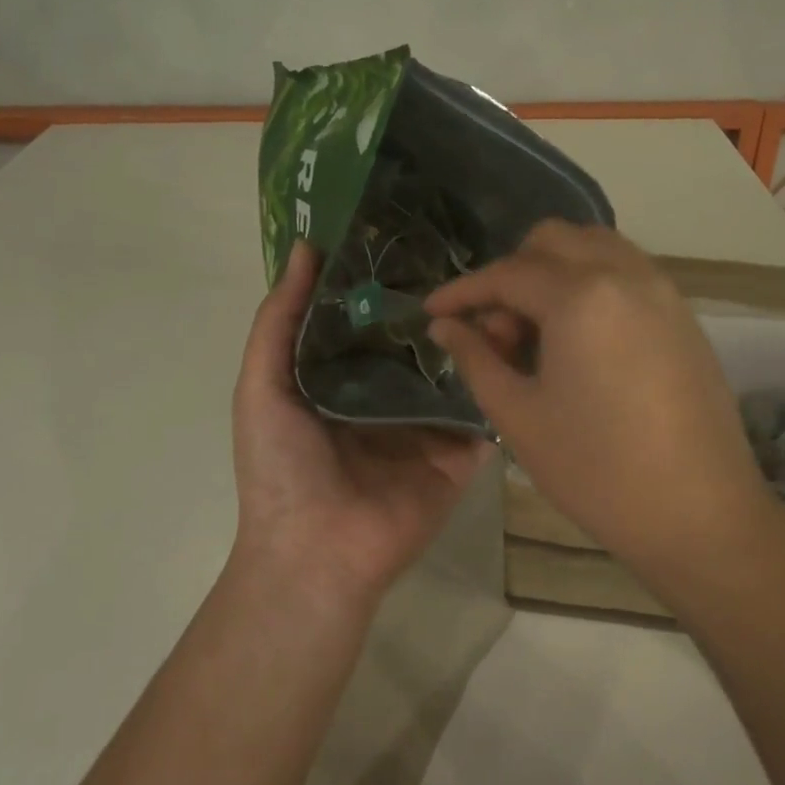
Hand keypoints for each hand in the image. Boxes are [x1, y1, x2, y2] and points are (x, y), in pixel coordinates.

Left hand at [231, 242, 488, 606]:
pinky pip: (485, 411)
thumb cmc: (281, 467)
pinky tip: (522, 335)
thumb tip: (305, 247)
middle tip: (476, 250)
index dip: (391, 280)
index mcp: (343, 379)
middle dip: (443, 303)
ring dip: (480, 332)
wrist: (316, 551)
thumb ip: (280, 319)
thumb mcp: (261, 385)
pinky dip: (502, 378)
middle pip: (421, 340)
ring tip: (507, 284)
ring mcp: (428, 425)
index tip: (418, 232)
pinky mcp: (461, 452)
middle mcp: (388, 396)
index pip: (373, 319)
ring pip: (460, 369)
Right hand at [426, 223, 776, 576]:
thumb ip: (476, 359)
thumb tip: (445, 326)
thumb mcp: (519, 416)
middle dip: (512, 273)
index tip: (431, 311)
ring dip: (554, 272)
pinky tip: (580, 340)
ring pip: (595, 248)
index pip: (507, 274)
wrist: (699, 513)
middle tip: (496, 330)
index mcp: (581, 296)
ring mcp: (662, 291)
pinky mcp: (684, 315)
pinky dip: (591, 284)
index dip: (462, 291)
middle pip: (553, 242)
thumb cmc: (596, 470)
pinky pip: (627, 273)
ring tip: (537, 333)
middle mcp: (626, 274)